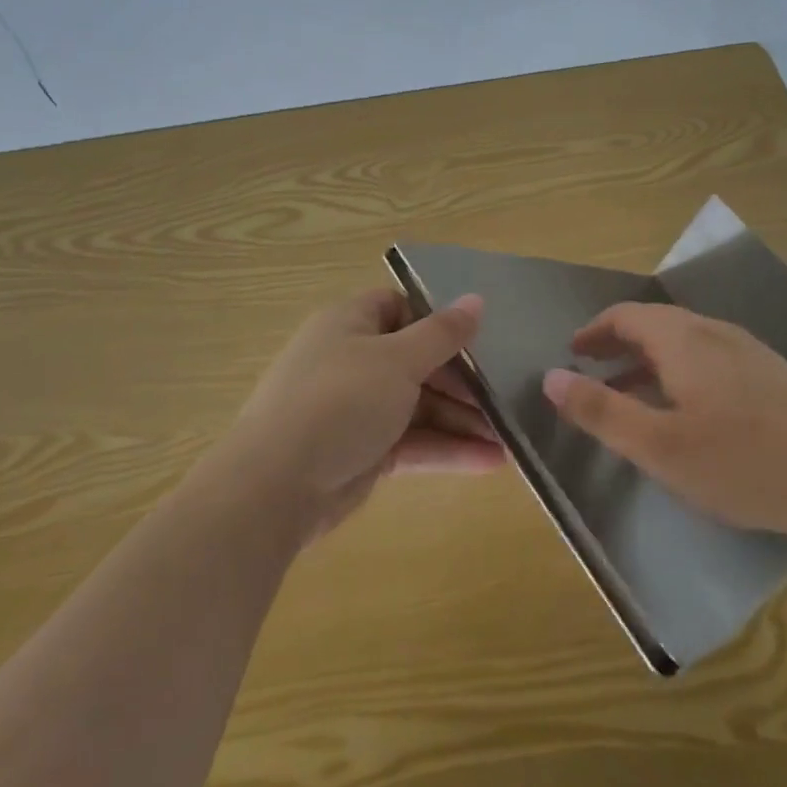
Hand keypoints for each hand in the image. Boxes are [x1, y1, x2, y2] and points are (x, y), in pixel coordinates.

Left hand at [227, 288, 501, 539]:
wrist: (276, 487)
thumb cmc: (340, 401)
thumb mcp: (398, 360)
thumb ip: (442, 333)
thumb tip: (476, 300)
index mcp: (350, 324)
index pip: (400, 308)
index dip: (438, 320)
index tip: (479, 338)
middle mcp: (352, 361)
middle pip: (417, 361)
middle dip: (462, 381)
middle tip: (505, 395)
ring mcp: (357, 409)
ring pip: (419, 406)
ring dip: (462, 420)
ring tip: (510, 436)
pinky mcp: (364, 453)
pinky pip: (413, 443)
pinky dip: (447, 450)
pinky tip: (491, 462)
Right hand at [541, 302, 786, 549]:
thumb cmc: (742, 463)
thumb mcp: (658, 445)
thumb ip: (601, 410)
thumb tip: (550, 377)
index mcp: (685, 340)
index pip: (627, 315)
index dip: (595, 331)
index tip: (573, 352)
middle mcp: (717, 333)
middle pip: (657, 324)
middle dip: (620, 344)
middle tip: (594, 371)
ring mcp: (751, 352)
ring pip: (687, 343)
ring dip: (651, 361)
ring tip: (633, 394)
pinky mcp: (775, 377)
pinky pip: (712, 359)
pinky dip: (682, 373)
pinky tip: (690, 412)